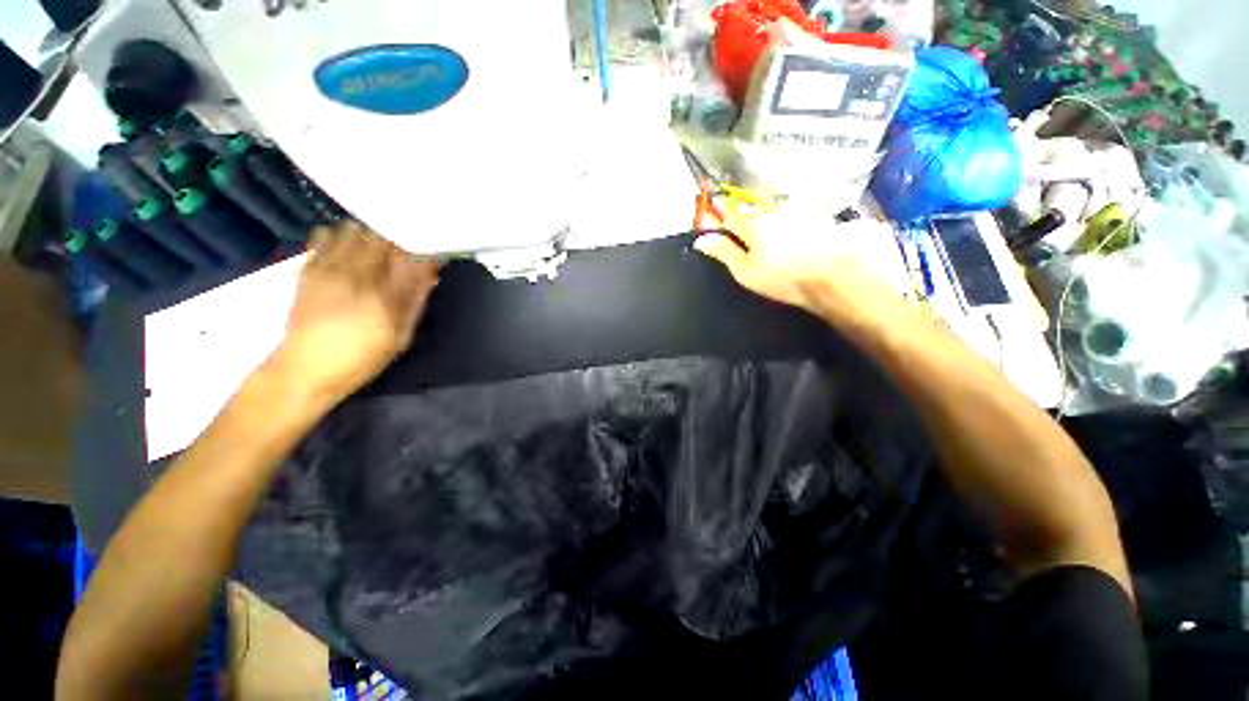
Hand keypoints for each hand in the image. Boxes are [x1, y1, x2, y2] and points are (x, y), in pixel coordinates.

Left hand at [268, 222, 439, 405]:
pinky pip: (324, 236)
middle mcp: (356, 274)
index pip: (410, 257)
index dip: (422, 252)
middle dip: (397, 240)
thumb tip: (430, 274)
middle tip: (403, 251)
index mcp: (384, 295)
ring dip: (369, 235)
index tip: (429, 257)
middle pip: (381, 237)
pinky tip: (348, 247)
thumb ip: (416, 301)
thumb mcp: (401, 336)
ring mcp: (329, 269)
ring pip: (353, 232)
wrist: (305, 368)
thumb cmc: (361, 357)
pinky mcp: (309, 269)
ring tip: (376, 248)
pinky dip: (341, 235)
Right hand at [693, 216, 903, 323]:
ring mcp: (801, 208)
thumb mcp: (746, 272)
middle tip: (761, 255)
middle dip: (754, 230)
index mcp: (753, 223)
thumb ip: (724, 252)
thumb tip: (700, 240)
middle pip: (757, 215)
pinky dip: (799, 228)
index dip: (727, 230)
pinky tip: (805, 245)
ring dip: (778, 228)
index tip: (730, 244)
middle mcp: (775, 209)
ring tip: (786, 252)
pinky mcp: (822, 214)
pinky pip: (802, 217)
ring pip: (780, 215)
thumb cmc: (783, 277)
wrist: (837, 275)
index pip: (731, 217)